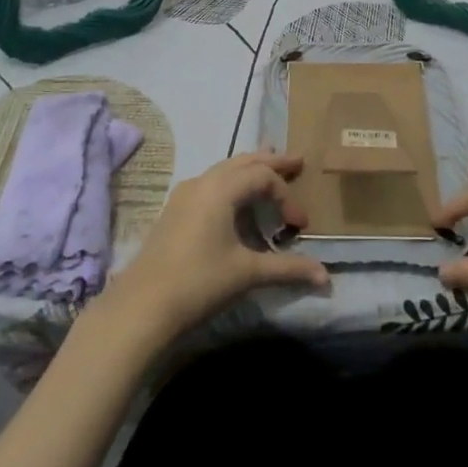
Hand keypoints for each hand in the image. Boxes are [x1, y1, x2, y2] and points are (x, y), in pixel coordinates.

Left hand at [100, 152, 328, 345]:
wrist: (142, 306)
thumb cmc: (199, 282)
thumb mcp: (247, 273)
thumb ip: (288, 269)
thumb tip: (325, 277)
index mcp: (221, 188)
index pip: (263, 177)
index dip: (286, 197)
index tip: (299, 227)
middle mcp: (203, 182)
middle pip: (243, 161)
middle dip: (271, 161)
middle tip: (296, 161)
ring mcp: (184, 194)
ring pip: (224, 169)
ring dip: (249, 169)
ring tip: (268, 165)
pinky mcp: (174, 210)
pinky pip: (210, 182)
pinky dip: (231, 181)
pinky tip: (235, 198)